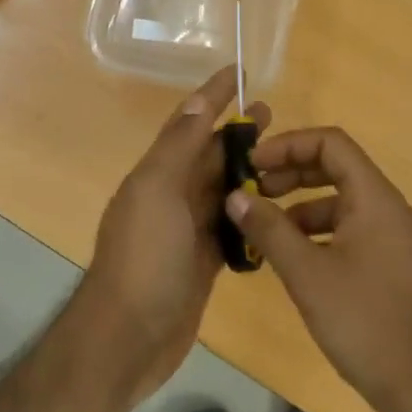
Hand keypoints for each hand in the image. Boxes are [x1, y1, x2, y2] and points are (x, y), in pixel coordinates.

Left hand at [84, 67, 269, 399]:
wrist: (128, 338)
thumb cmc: (144, 258)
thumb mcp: (157, 191)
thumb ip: (178, 147)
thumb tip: (196, 101)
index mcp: (156, 174)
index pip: (188, 123)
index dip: (212, 96)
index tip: (241, 73)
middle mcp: (169, 196)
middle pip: (207, 155)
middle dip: (236, 133)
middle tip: (273, 114)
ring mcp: (185, 231)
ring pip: (220, 190)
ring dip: (245, 172)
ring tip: (282, 158)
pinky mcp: (201, 262)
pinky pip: (228, 229)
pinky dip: (247, 215)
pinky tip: (274, 211)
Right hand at [226, 127, 411, 411]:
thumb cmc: (364, 320)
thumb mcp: (307, 273)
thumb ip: (268, 229)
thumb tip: (235, 196)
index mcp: (374, 197)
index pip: (331, 143)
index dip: (288, 145)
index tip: (253, 164)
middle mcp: (387, 207)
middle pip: (335, 167)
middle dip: (290, 173)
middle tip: (252, 191)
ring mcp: (391, 236)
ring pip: (339, 200)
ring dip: (299, 204)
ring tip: (263, 227)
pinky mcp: (388, 263)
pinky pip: (348, 228)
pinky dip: (316, 231)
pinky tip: (290, 257)